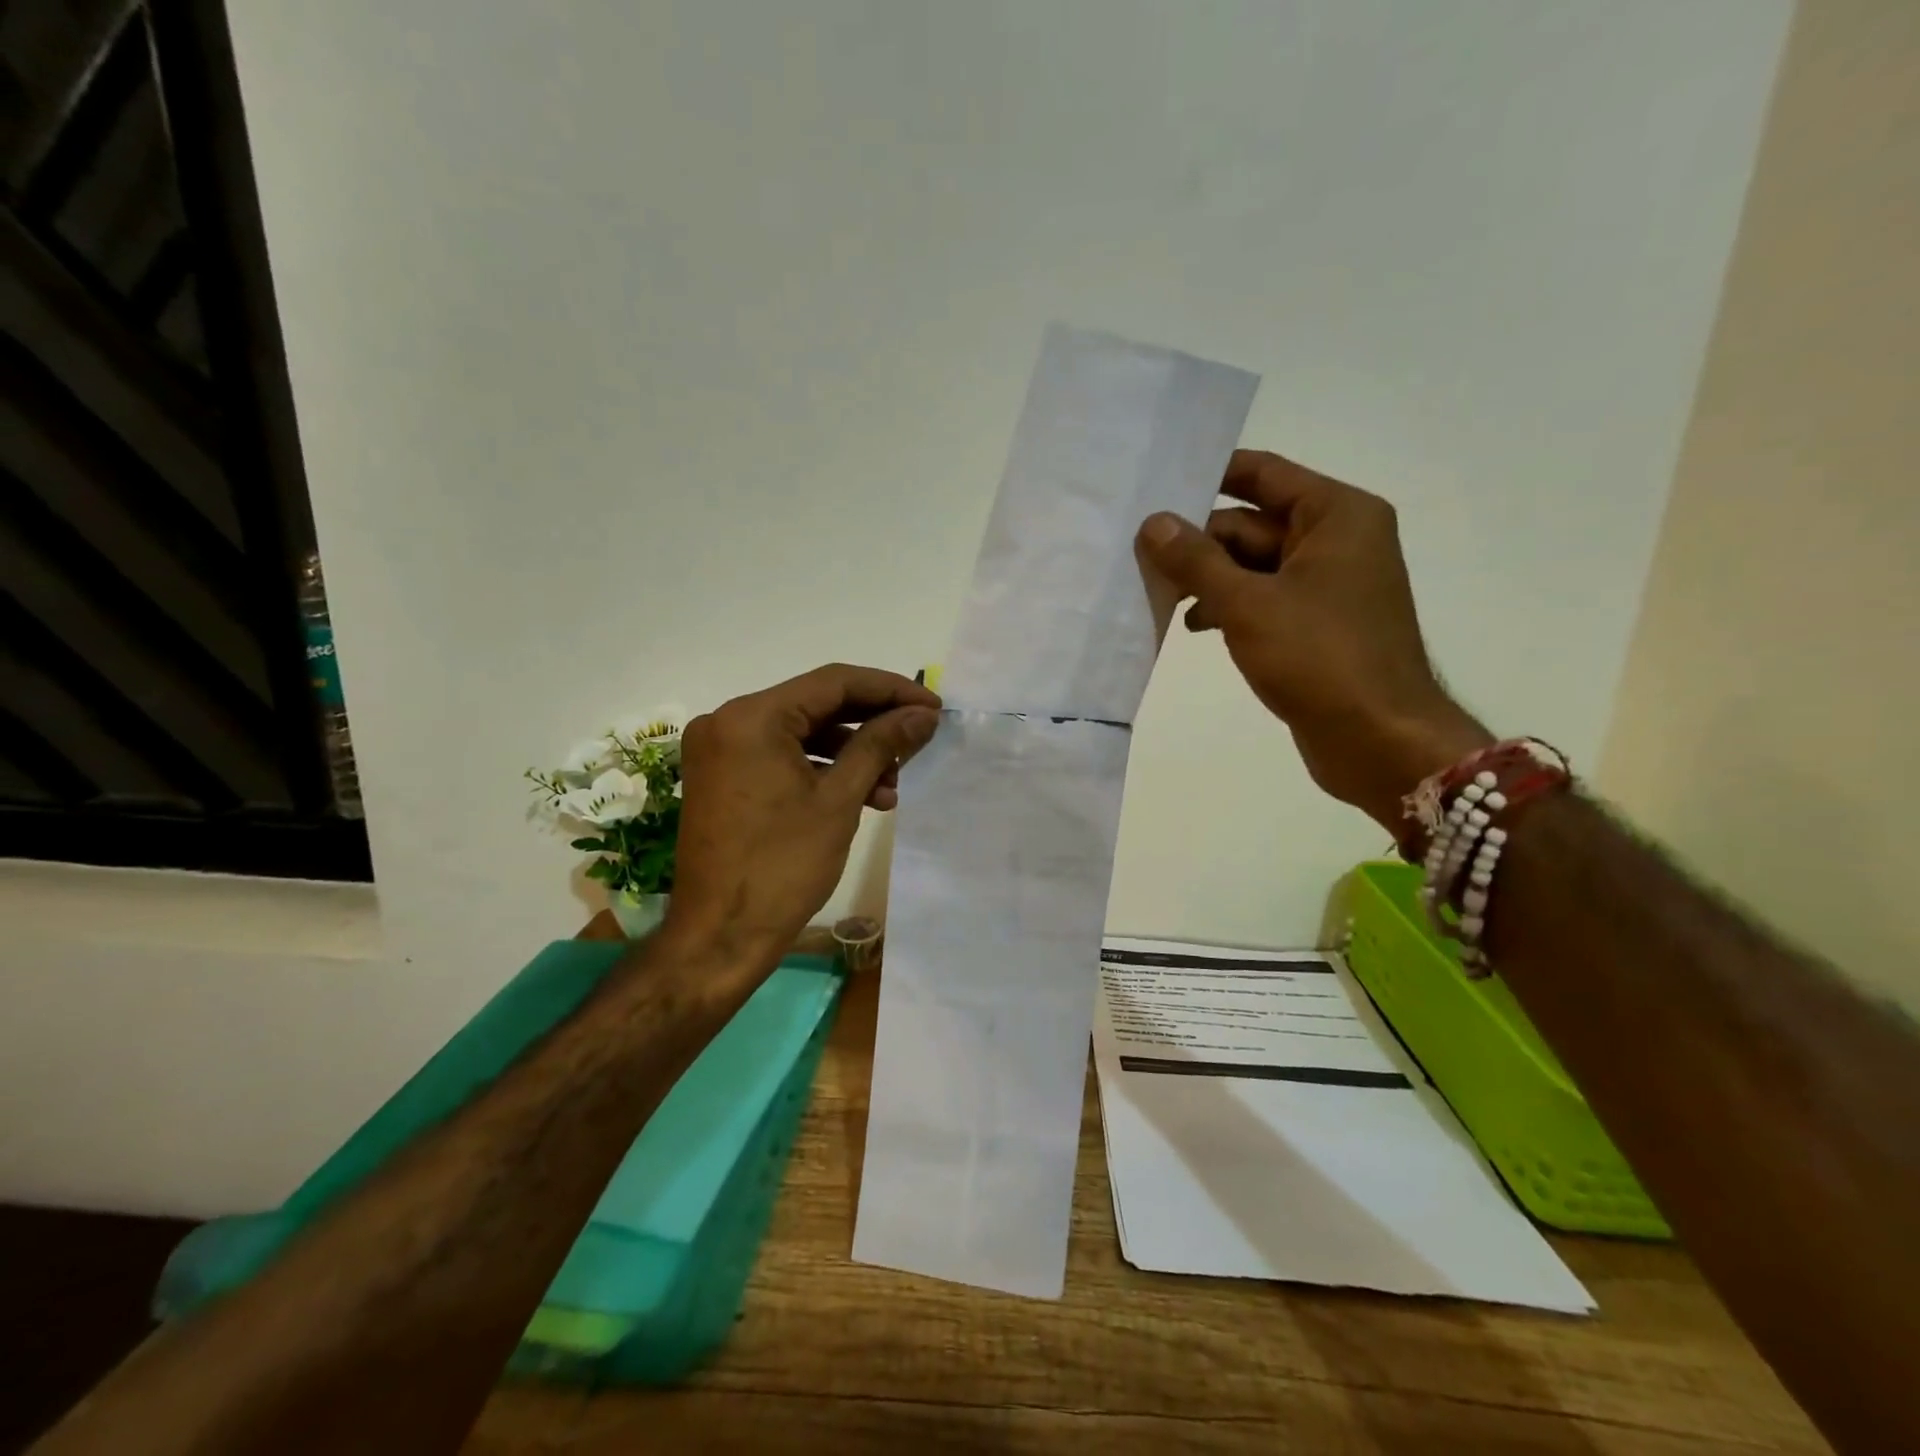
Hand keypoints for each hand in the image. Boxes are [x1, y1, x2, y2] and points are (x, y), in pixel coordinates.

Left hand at [665, 664, 940, 964]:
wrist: (720, 937)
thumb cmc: (782, 867)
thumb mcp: (839, 799)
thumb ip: (881, 745)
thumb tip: (922, 713)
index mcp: (751, 717)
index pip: (834, 682)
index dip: (890, 690)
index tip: (932, 705)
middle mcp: (728, 721)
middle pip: (817, 705)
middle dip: (872, 723)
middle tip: (918, 739)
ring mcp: (721, 750)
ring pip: (802, 732)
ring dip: (851, 752)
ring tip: (892, 783)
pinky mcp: (723, 777)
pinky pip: (782, 756)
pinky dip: (821, 769)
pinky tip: (861, 794)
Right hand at [1137, 449, 1489, 832]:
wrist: (1377, 740)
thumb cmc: (1319, 658)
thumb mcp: (1247, 604)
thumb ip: (1196, 560)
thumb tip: (1153, 522)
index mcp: (1336, 515)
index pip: (1263, 474)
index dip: (1209, 476)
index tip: (1156, 486)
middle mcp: (1336, 540)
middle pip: (1252, 523)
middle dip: (1199, 542)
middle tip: (1140, 557)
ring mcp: (1327, 584)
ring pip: (1253, 565)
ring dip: (1208, 579)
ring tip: (1160, 598)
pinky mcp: (1316, 624)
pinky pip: (1263, 598)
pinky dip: (1228, 606)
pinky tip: (1193, 626)